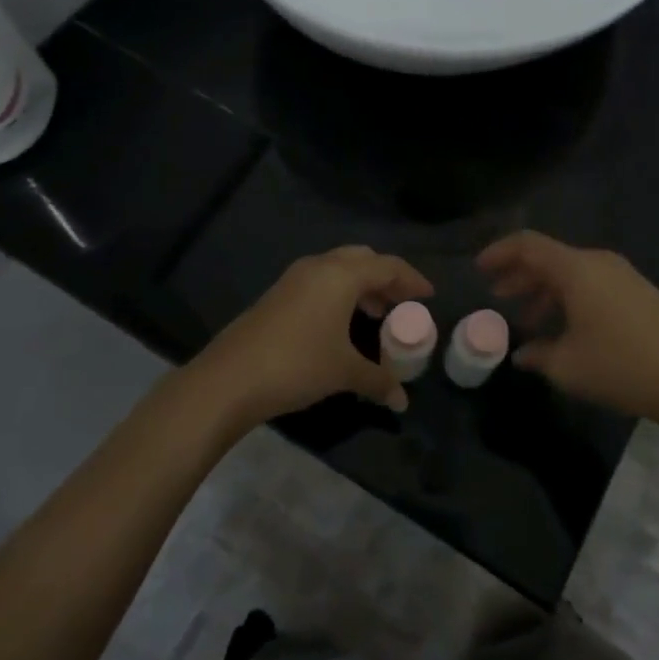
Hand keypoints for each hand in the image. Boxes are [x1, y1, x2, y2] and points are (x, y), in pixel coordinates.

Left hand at [184, 245, 433, 434]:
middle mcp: (319, 267)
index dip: (412, 279)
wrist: (229, 379)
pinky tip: (342, 323)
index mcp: (341, 275)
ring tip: (377, 314)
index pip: (388, 266)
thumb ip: (378, 380)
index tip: (429, 296)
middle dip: (386, 278)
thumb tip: (402, 400)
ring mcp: (294, 278)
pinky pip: (321, 281)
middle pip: (363, 259)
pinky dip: (340, 293)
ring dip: (362, 285)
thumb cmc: (297, 365)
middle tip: (402, 303)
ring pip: (339, 268)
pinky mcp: (278, 294)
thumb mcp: (344, 373)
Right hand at [478, 231, 658, 432]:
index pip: (528, 245)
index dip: (499, 253)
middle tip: (497, 296)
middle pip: (549, 257)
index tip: (478, 269)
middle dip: (519, 275)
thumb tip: (522, 354)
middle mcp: (598, 263)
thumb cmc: (624, 366)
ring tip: (527, 320)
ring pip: (571, 273)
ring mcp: (622, 276)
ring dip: (545, 291)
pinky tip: (565, 330)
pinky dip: (569, 299)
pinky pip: (592, 285)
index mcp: (576, 269)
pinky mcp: (639, 293)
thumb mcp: (569, 366)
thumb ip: (538, 355)